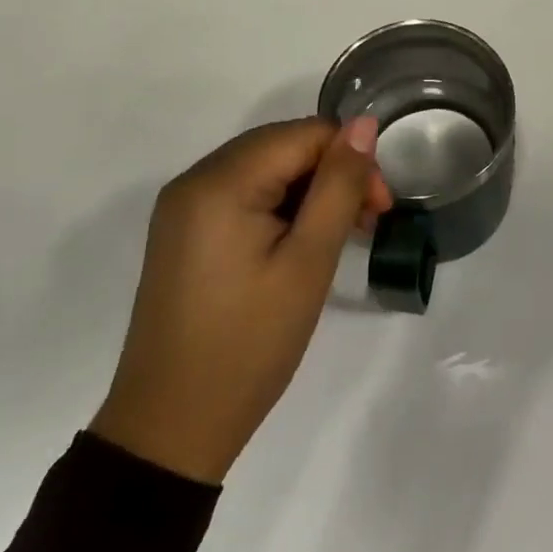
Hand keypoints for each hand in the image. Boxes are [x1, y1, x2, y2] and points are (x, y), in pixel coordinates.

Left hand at [90, 117, 392, 483]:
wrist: (173, 427)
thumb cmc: (249, 344)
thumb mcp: (308, 261)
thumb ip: (339, 185)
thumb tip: (365, 124)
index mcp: (220, 183)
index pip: (305, 134)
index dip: (351, 159)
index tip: (379, 209)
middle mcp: (194, 181)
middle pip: (284, 146)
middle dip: (334, 173)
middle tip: (367, 223)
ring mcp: (185, 208)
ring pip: (267, 169)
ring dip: (312, 192)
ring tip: (342, 237)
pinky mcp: (186, 233)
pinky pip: (245, 195)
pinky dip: (283, 208)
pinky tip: (304, 242)